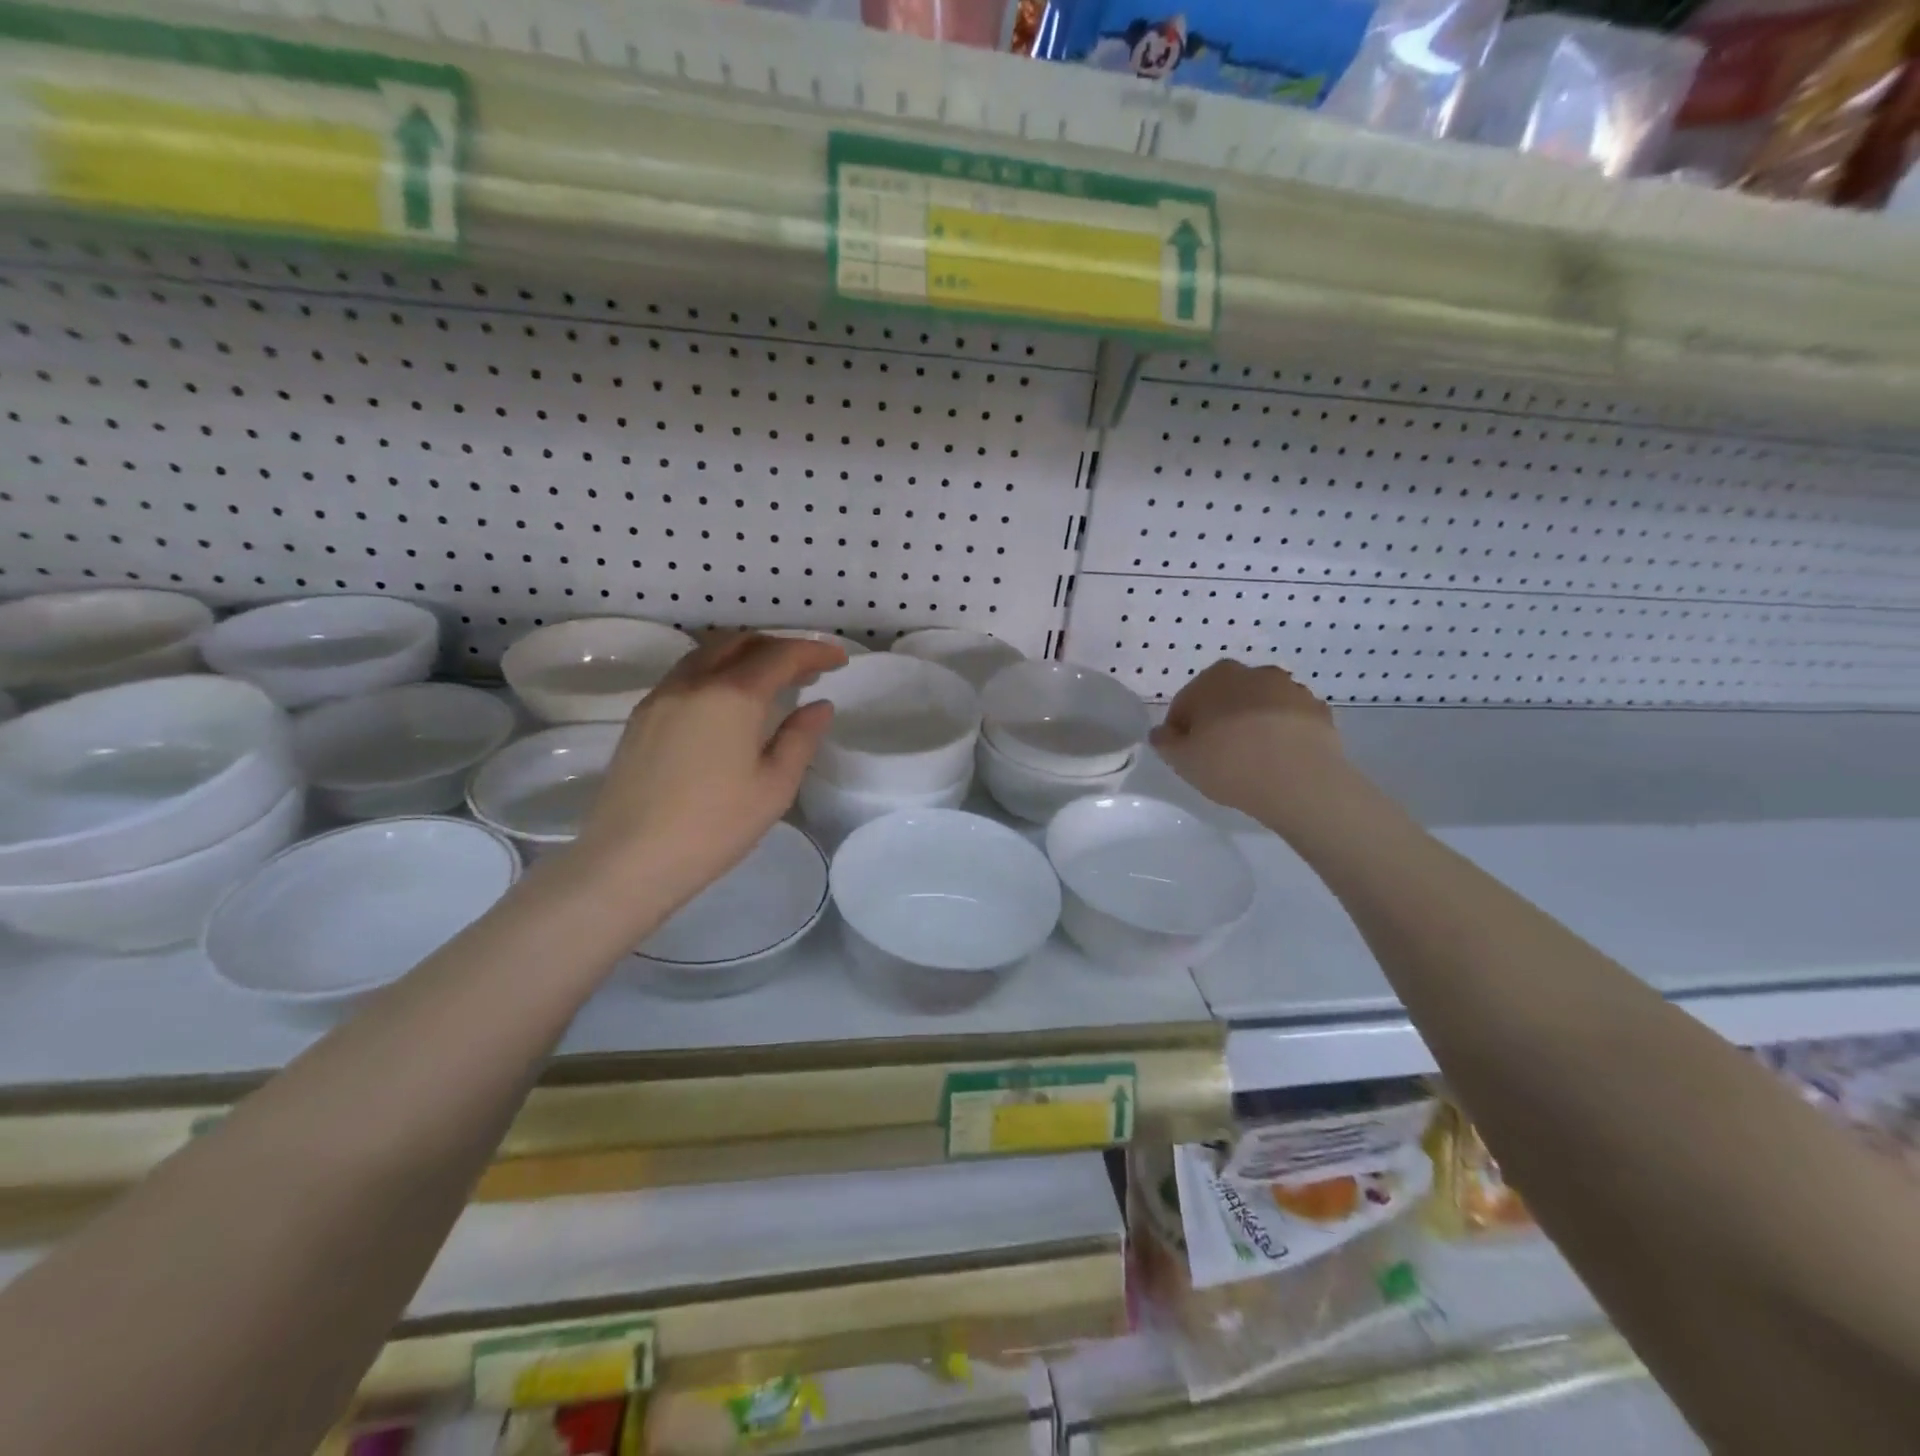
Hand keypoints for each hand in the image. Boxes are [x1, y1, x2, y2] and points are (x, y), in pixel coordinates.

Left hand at [567, 631, 843, 905]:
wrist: (629, 860)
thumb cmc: (714, 827)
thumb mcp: (775, 787)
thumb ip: (801, 738)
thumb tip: (819, 706)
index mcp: (732, 695)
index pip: (781, 655)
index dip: (814, 652)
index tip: (839, 660)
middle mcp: (694, 682)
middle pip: (741, 641)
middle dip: (779, 646)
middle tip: (807, 670)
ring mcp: (661, 696)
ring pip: (708, 652)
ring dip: (745, 653)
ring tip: (770, 680)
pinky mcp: (641, 716)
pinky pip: (687, 673)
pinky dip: (717, 670)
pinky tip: (728, 701)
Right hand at [1150, 660, 1342, 816]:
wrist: (1301, 782)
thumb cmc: (1230, 764)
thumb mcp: (1181, 759)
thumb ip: (1165, 742)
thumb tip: (1162, 732)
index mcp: (1215, 678)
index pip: (1186, 702)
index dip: (1181, 729)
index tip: (1186, 753)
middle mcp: (1254, 673)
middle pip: (1226, 699)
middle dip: (1219, 720)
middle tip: (1218, 756)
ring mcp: (1291, 689)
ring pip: (1260, 707)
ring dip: (1253, 725)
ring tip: (1252, 761)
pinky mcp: (1318, 711)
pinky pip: (1290, 722)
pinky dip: (1282, 734)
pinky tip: (1279, 761)